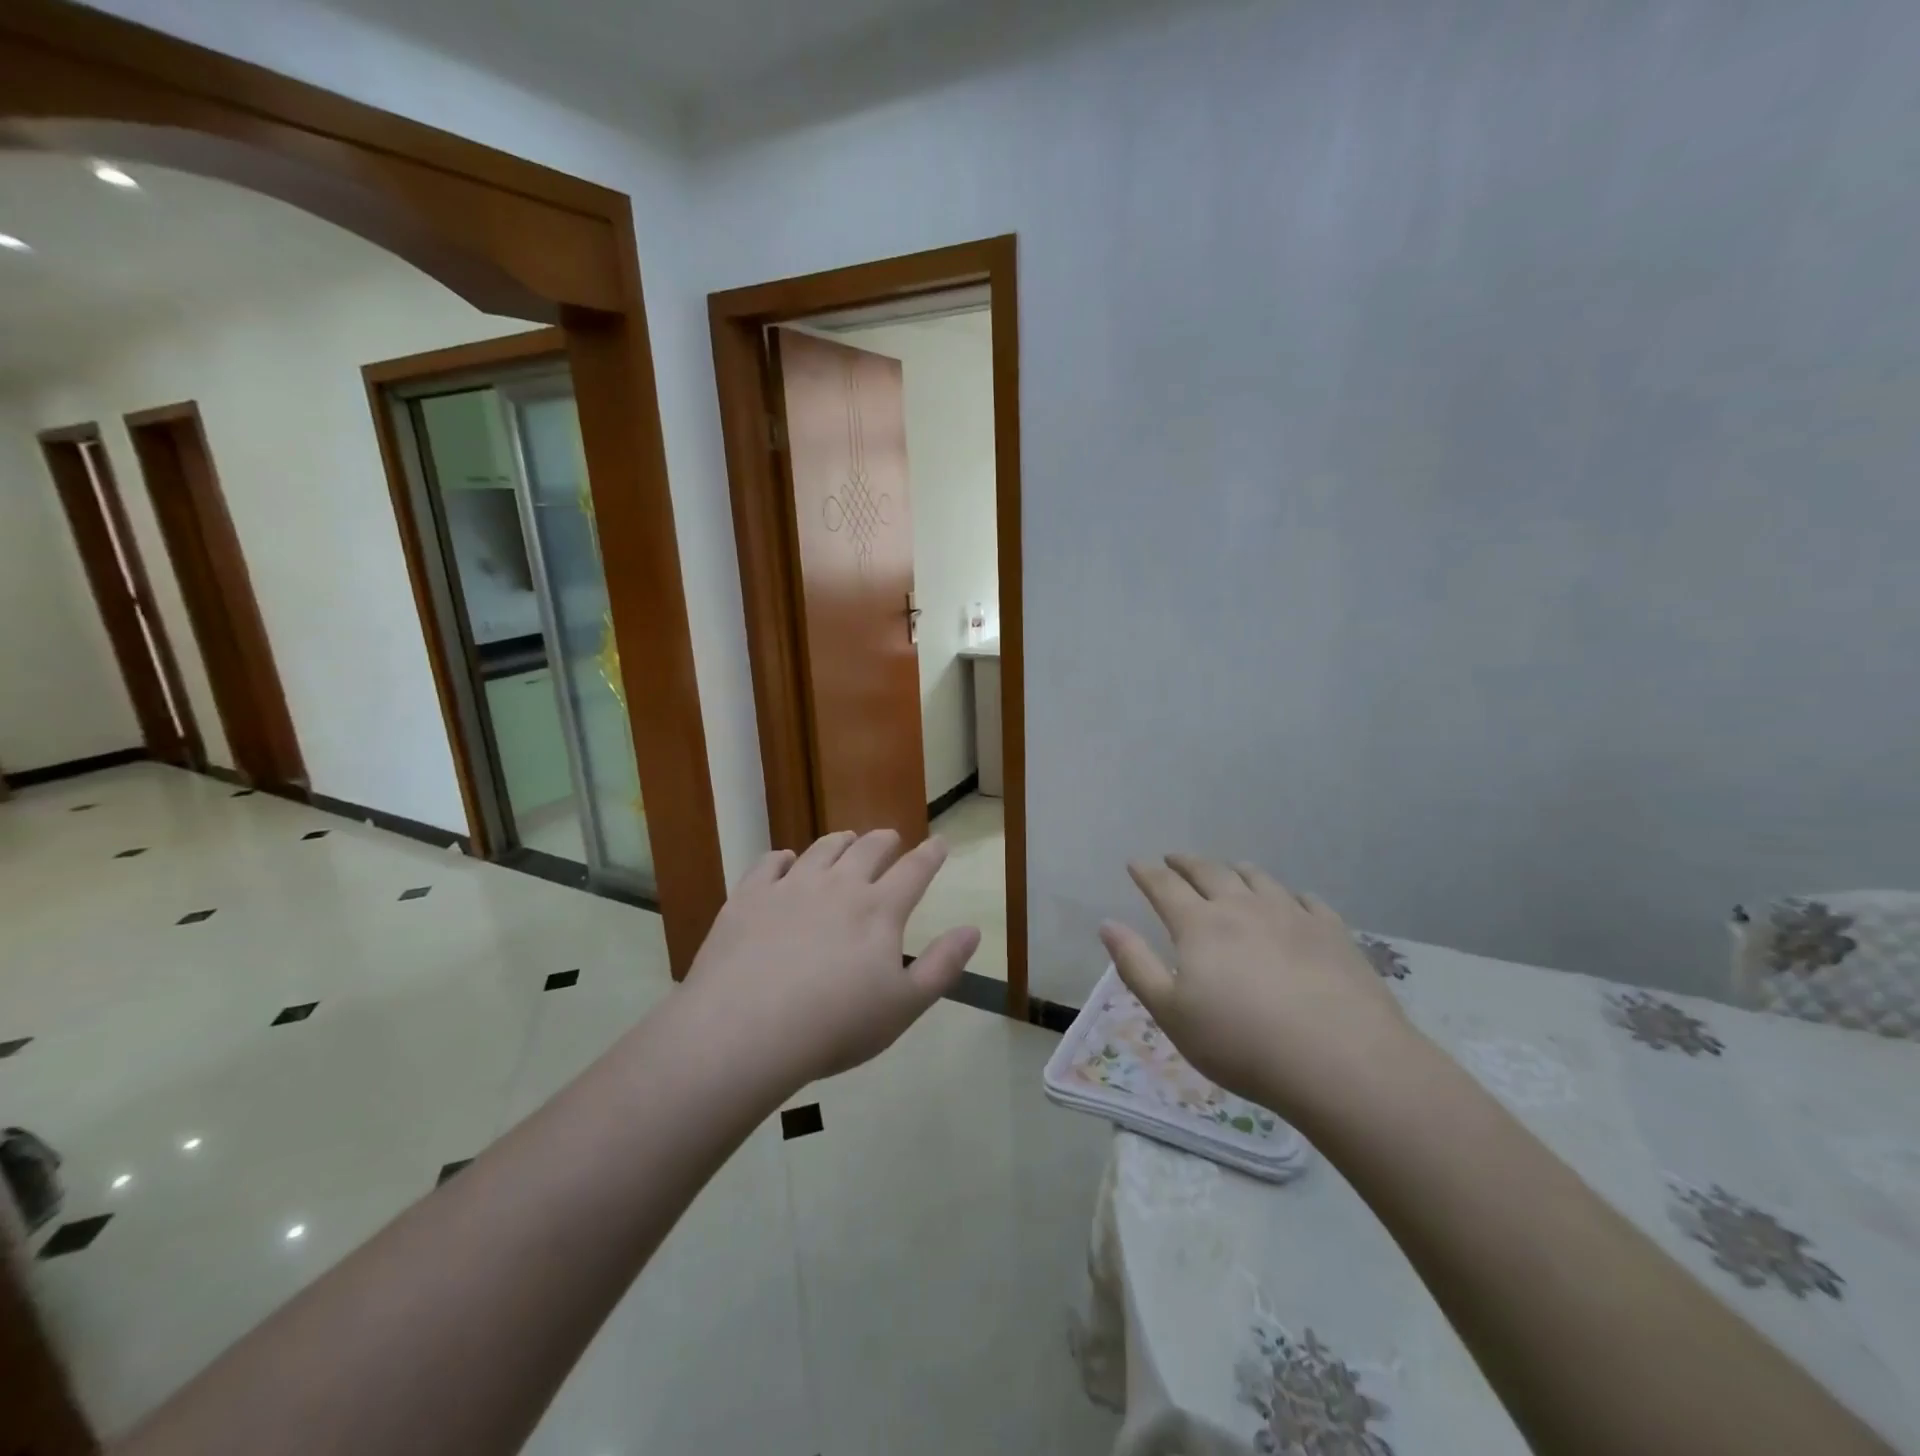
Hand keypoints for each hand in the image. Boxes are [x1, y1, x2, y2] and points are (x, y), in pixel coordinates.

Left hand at [685, 829, 979, 1087]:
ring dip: (840, 841)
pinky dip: (783, 857)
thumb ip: (942, 966)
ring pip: (822, 849)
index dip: (930, 854)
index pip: (914, 871)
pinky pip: (769, 863)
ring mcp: (790, 887)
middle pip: (867, 849)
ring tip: (847, 839)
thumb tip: (972, 930)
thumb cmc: (835, 1025)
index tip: (940, 842)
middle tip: (891, 838)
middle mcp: (838, 886)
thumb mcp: (904, 1006)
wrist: (746, 1030)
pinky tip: (785, 861)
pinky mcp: (748, 897)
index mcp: (879, 910)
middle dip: (884, 840)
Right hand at [1099, 855, 1415, 1119]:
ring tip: (1230, 870)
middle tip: (1175, 859)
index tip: (1135, 863)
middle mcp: (1242, 907)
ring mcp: (1291, 914)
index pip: (1164, 886)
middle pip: (1209, 872)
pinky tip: (1291, 902)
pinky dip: (1288, 895)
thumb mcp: (1171, 1013)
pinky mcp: (1332, 931)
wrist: (1341, 1061)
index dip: (1146, 872)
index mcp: (1199, 925)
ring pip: (1257, 878)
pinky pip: (1306, 900)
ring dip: (1236, 870)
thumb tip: (1108, 924)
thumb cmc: (1241, 1043)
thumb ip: (1136, 965)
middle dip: (1187, 863)